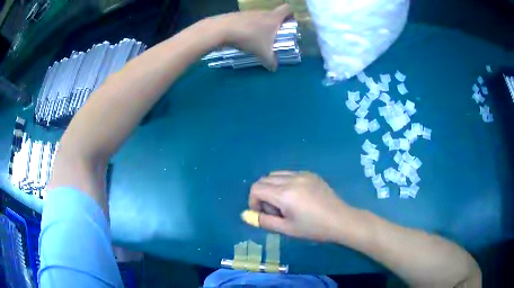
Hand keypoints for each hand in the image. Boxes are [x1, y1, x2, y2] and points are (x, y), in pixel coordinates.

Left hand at [212, 4, 291, 70]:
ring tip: (258, 37)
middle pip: (274, 13)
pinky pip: (247, 19)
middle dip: (275, 23)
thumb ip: (270, 61)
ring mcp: (249, 12)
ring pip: (260, 16)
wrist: (222, 29)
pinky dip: (248, 26)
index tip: (290, 22)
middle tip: (275, 34)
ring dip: (261, 25)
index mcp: (274, 17)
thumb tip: (274, 69)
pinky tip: (244, 35)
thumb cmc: (249, 38)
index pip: (288, 8)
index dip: (291, 13)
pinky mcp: (238, 15)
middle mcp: (263, 12)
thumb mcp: (262, 53)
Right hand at [243, 171, 352, 241]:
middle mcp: (292, 178)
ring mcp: (303, 174)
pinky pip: (289, 174)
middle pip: (264, 179)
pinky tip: (296, 197)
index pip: (256, 188)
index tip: (262, 214)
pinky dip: (284, 183)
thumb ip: (264, 221)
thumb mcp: (286, 229)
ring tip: (285, 204)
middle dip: (262, 195)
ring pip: (276, 175)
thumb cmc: (313, 228)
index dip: (253, 201)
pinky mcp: (311, 174)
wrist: (340, 220)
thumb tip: (245, 215)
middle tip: (275, 211)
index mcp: (284, 193)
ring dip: (272, 188)